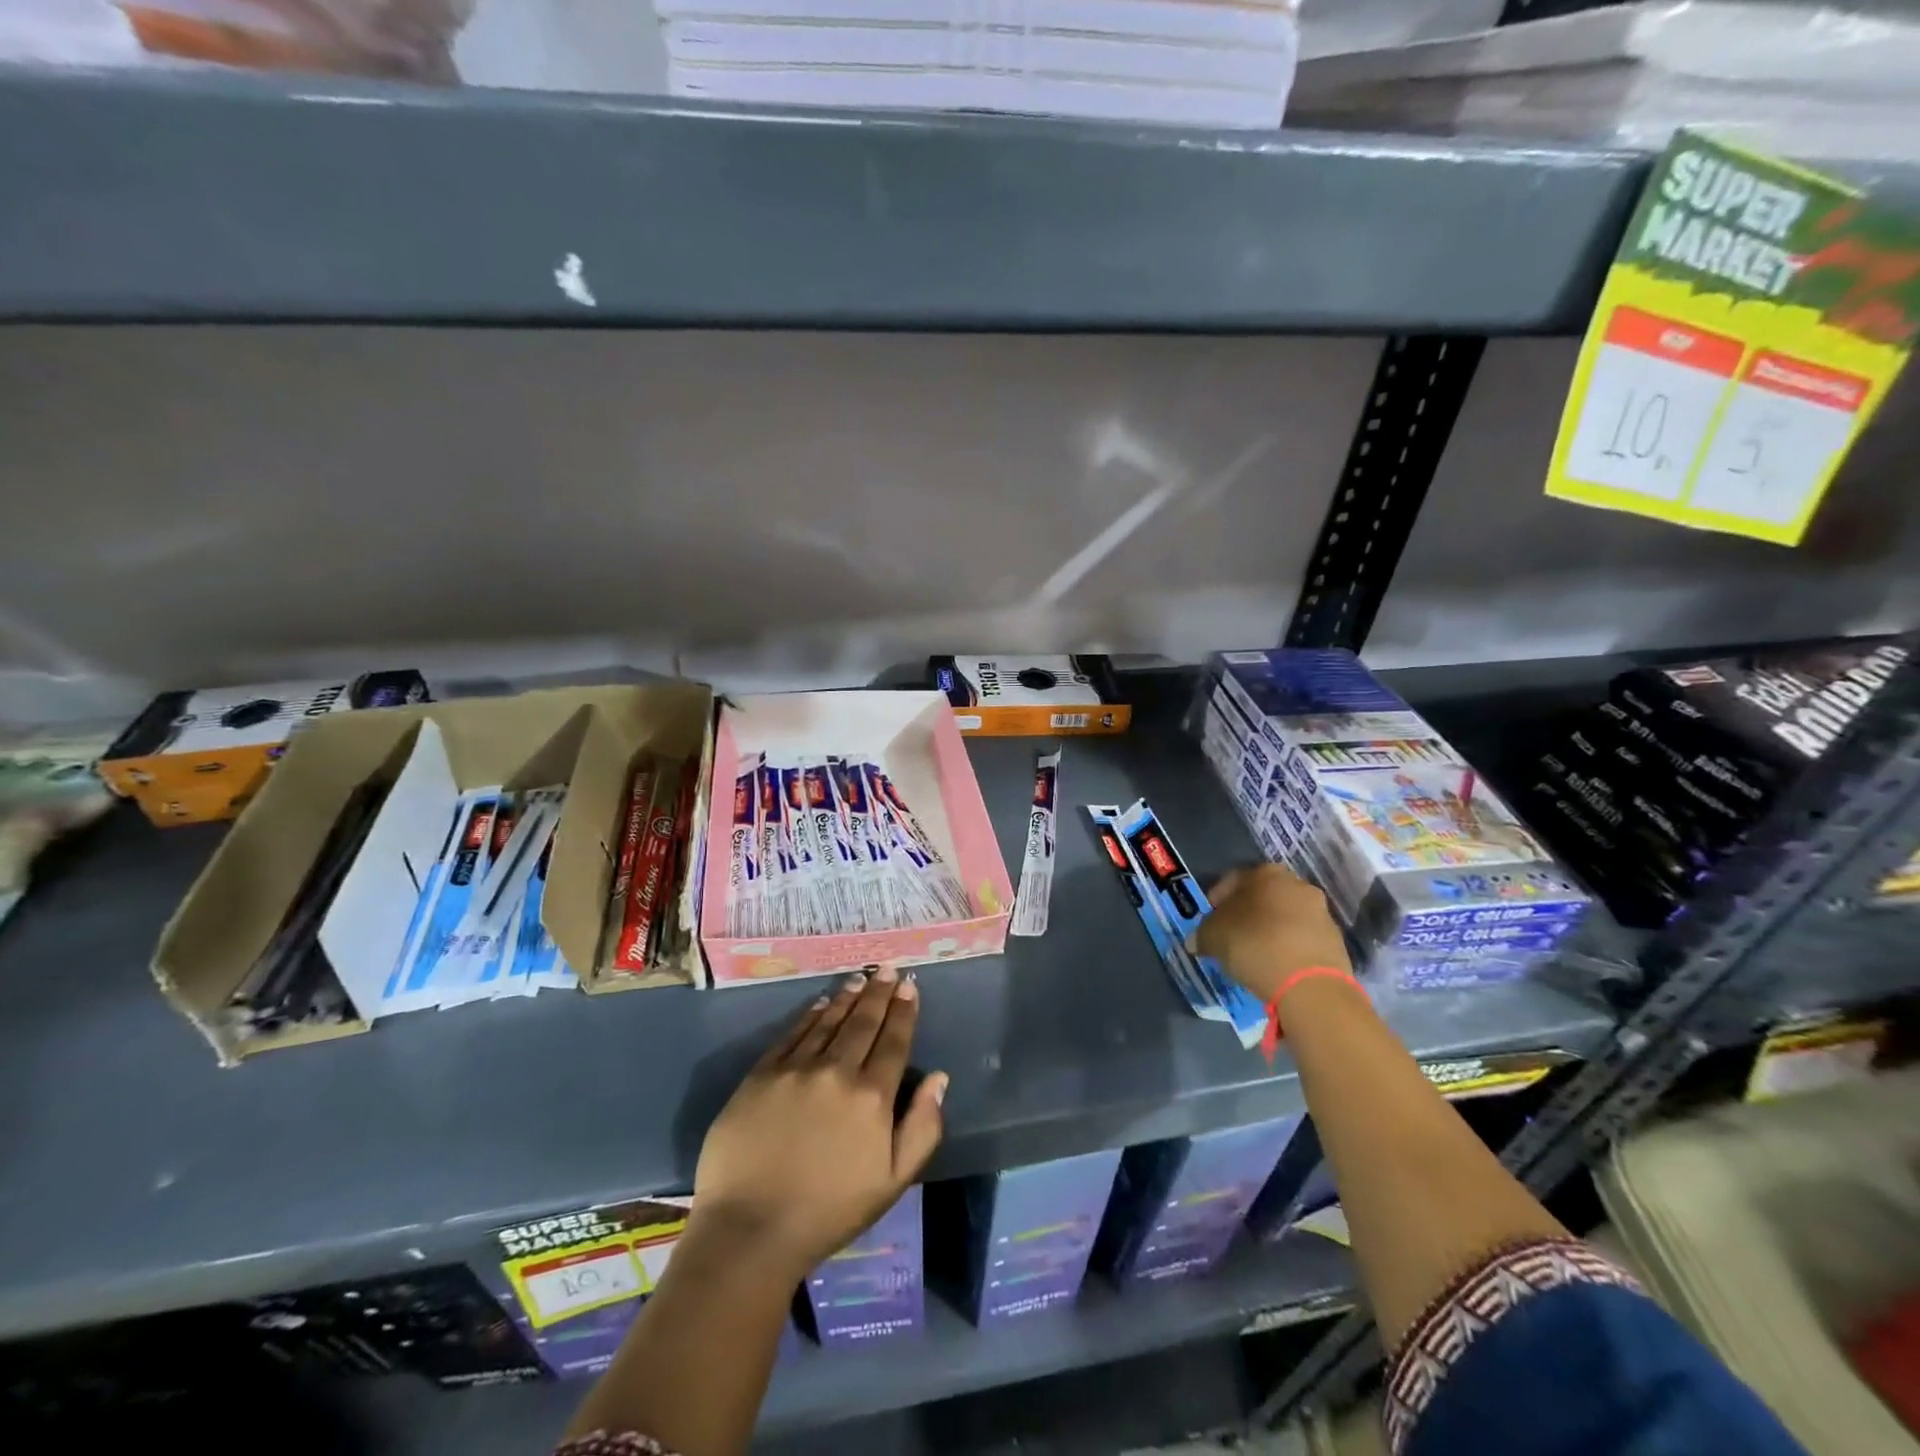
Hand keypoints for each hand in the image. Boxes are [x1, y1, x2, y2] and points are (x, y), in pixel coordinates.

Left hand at [691, 966, 946, 1281]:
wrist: (750, 1230)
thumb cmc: (829, 1212)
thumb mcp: (892, 1182)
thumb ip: (922, 1128)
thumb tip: (939, 1079)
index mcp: (872, 1097)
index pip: (894, 1042)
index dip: (904, 1011)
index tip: (909, 987)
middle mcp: (837, 1071)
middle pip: (863, 1023)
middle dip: (879, 993)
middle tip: (888, 970)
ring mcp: (796, 1069)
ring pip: (828, 1022)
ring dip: (847, 998)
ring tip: (859, 980)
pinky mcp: (761, 1074)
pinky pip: (792, 1034)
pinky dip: (810, 1016)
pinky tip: (820, 1004)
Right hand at [1196, 865, 1352, 1002]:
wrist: (1310, 985)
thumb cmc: (1254, 945)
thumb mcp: (1212, 937)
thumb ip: (1202, 933)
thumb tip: (1197, 940)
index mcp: (1265, 873)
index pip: (1232, 880)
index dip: (1216, 900)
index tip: (1209, 920)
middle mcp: (1295, 884)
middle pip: (1262, 896)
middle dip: (1246, 913)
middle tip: (1231, 935)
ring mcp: (1320, 911)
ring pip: (1285, 916)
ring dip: (1270, 929)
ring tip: (1255, 953)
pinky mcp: (1335, 939)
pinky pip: (1301, 937)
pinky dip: (1288, 946)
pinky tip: (1277, 964)